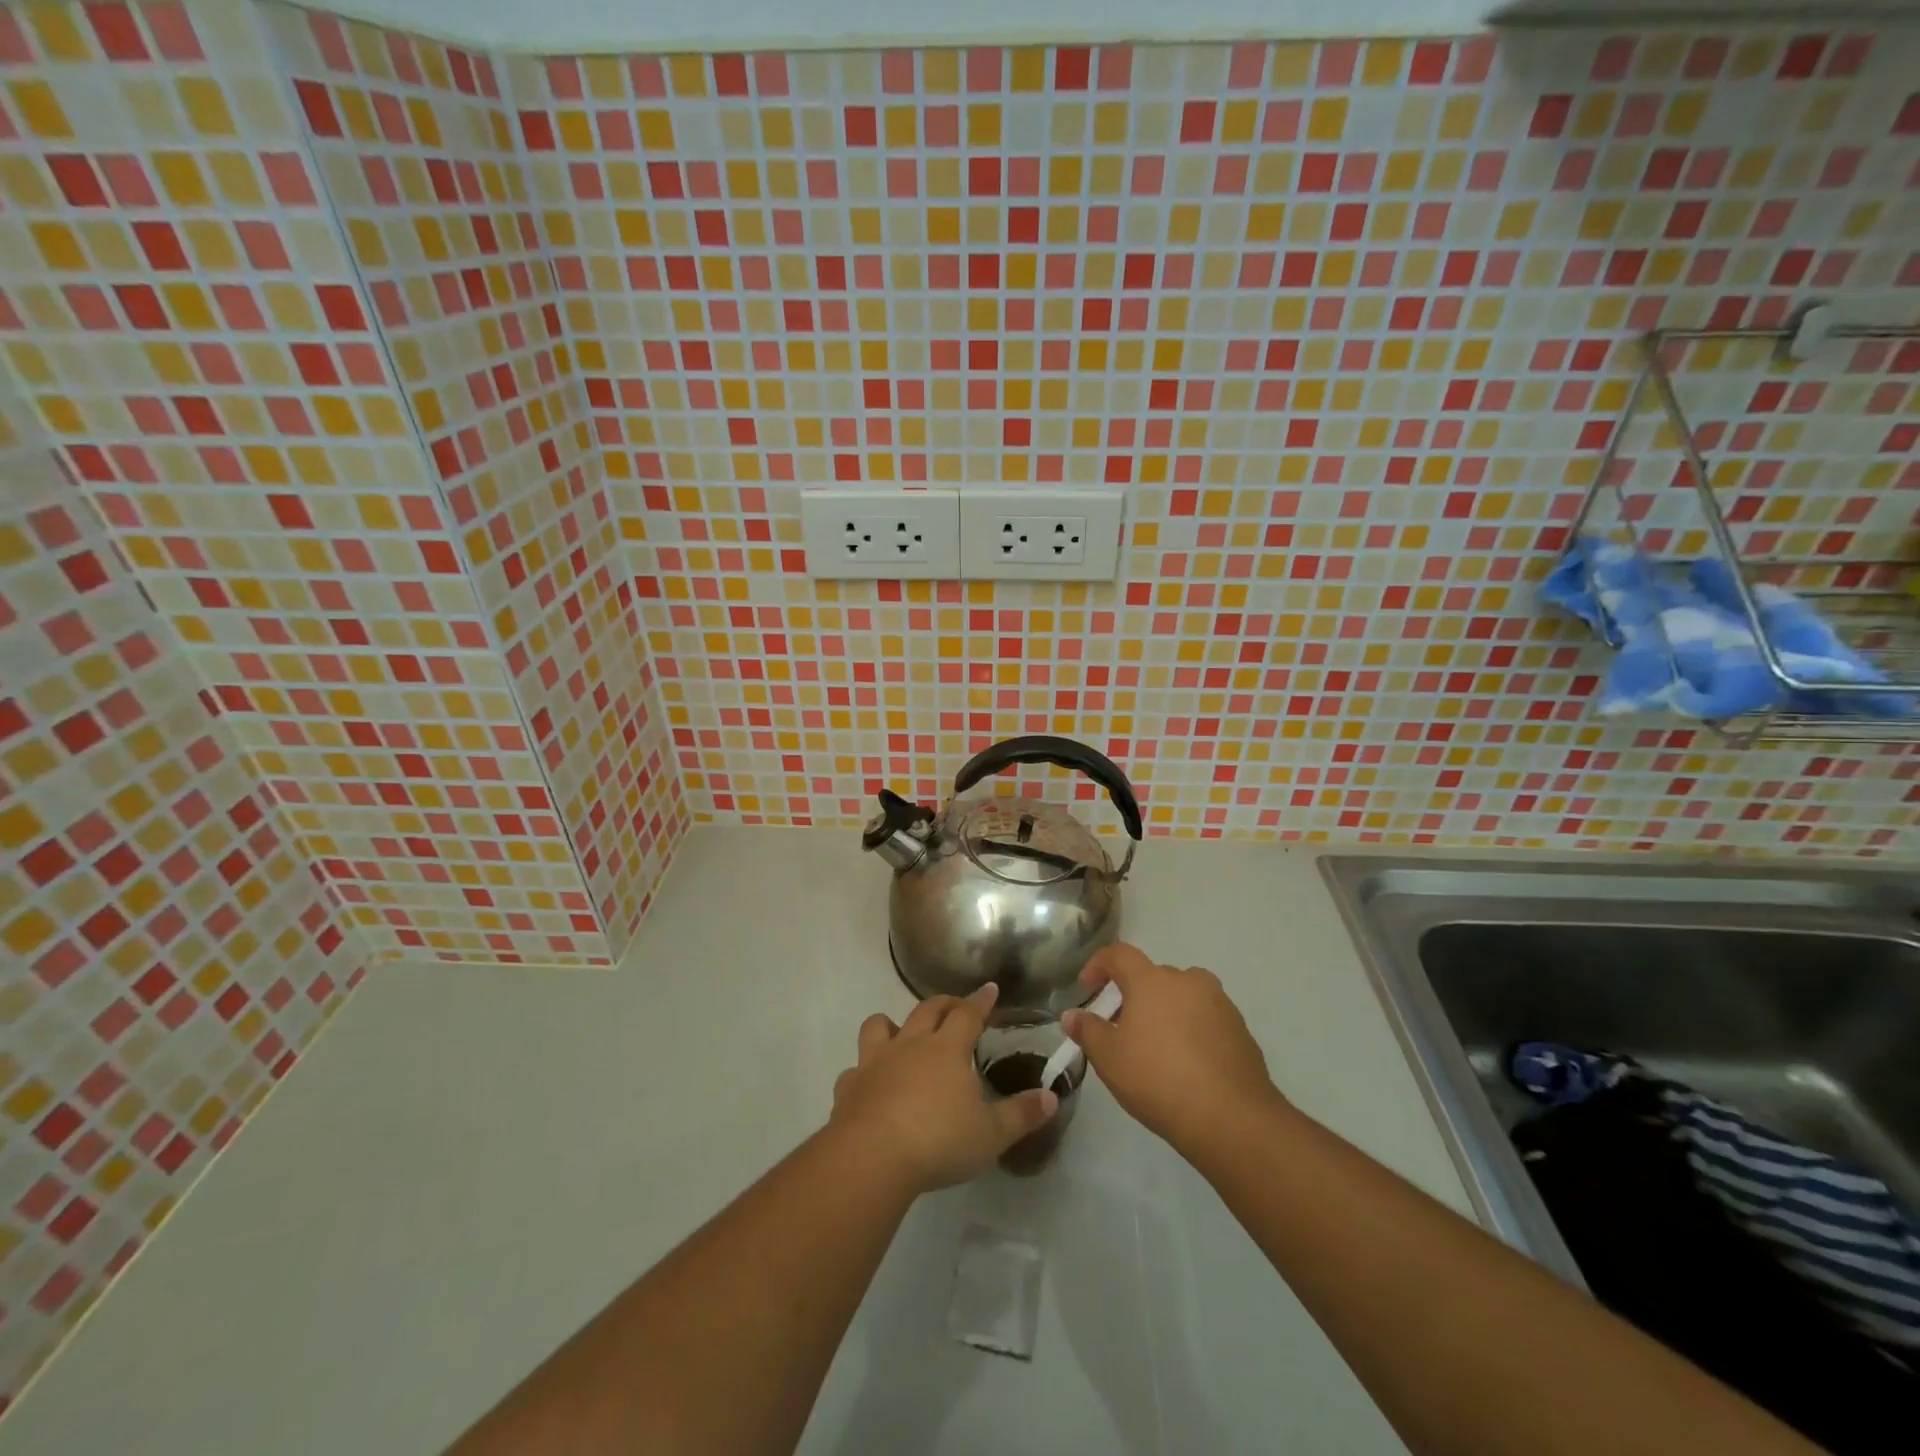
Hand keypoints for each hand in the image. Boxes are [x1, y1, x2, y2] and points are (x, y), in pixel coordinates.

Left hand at [830, 983, 1057, 1194]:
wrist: (872, 1157)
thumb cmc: (939, 1140)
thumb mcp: (991, 1134)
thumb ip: (1022, 1114)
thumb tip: (1052, 1096)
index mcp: (947, 1049)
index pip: (968, 1013)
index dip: (980, 1001)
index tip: (989, 989)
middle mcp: (911, 1045)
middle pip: (927, 1009)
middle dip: (943, 1003)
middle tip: (955, 1007)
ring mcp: (875, 1062)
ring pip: (879, 1025)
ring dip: (892, 1025)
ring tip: (902, 1035)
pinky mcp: (849, 1086)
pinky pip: (855, 1069)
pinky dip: (864, 1072)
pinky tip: (870, 1085)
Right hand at [1062, 944, 1282, 1151]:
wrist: (1232, 1118)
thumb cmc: (1158, 1079)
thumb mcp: (1109, 1058)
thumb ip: (1087, 1031)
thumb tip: (1072, 1015)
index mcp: (1152, 980)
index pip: (1119, 955)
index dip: (1098, 966)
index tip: (1087, 989)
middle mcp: (1188, 981)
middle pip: (1153, 977)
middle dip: (1134, 996)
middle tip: (1122, 1029)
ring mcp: (1220, 1004)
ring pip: (1183, 997)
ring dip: (1166, 1012)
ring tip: (1156, 1048)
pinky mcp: (1241, 1030)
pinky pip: (1206, 1020)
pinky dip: (1192, 1032)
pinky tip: (1187, 1066)